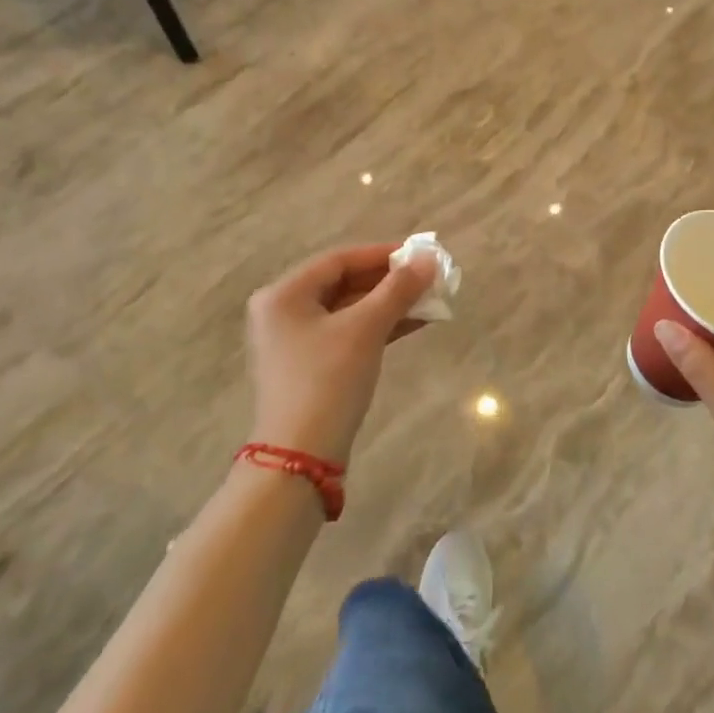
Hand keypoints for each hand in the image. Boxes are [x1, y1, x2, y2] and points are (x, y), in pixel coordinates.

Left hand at [245, 243, 437, 464]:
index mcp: (284, 294)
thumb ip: (398, 289)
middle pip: (344, 282)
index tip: (420, 254)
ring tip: (430, 299)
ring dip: (389, 303)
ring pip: (350, 309)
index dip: (383, 254)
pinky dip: (379, 326)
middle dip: (390, 281)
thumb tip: (429, 259)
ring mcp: (295, 340)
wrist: (300, 458)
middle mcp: (283, 311)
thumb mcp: (366, 329)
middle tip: (429, 278)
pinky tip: (414, 322)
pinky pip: (348, 332)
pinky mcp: (310, 365)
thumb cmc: (328, 381)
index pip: (339, 259)